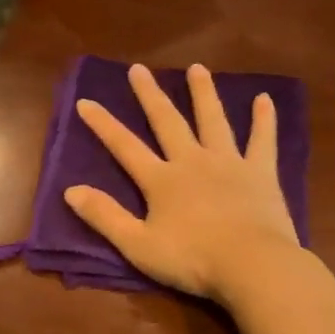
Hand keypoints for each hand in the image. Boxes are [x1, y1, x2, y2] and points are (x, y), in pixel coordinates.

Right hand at [63, 62, 299, 301]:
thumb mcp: (138, 245)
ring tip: (197, 68)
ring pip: (213, 121)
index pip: (125, 147)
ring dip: (204, 93)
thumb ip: (105, 216)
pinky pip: (262, 141)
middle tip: (138, 69)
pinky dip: (264, 120)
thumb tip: (70, 190)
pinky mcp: (260, 173)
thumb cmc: (192, 260)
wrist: (251, 265)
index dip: (104, 124)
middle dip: (150, 95)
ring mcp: (229, 163)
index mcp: (161, 181)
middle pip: (168, 122)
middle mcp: (192, 161)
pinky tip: (264, 99)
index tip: (86, 101)